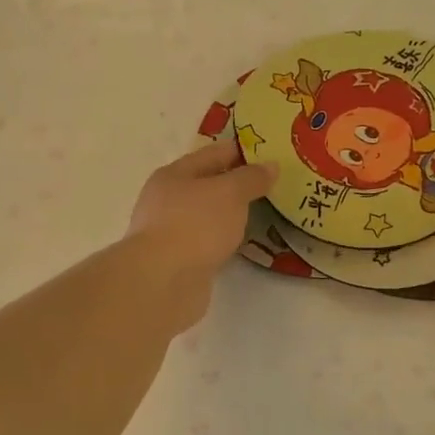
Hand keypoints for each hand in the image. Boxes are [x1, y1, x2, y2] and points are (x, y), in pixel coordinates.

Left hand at [125, 142, 276, 327]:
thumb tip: (270, 166)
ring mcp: (170, 233)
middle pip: (207, 186)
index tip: (270, 154)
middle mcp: (167, 201)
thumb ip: (251, 178)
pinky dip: (223, 241)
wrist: (162, 281)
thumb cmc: (194, 225)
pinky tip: (240, 244)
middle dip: (236, 185)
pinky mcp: (178, 262)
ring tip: (262, 214)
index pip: (212, 154)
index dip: (241, 152)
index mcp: (173, 175)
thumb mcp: (229, 193)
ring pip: (207, 217)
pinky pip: (206, 243)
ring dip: (229, 215)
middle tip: (272, 185)